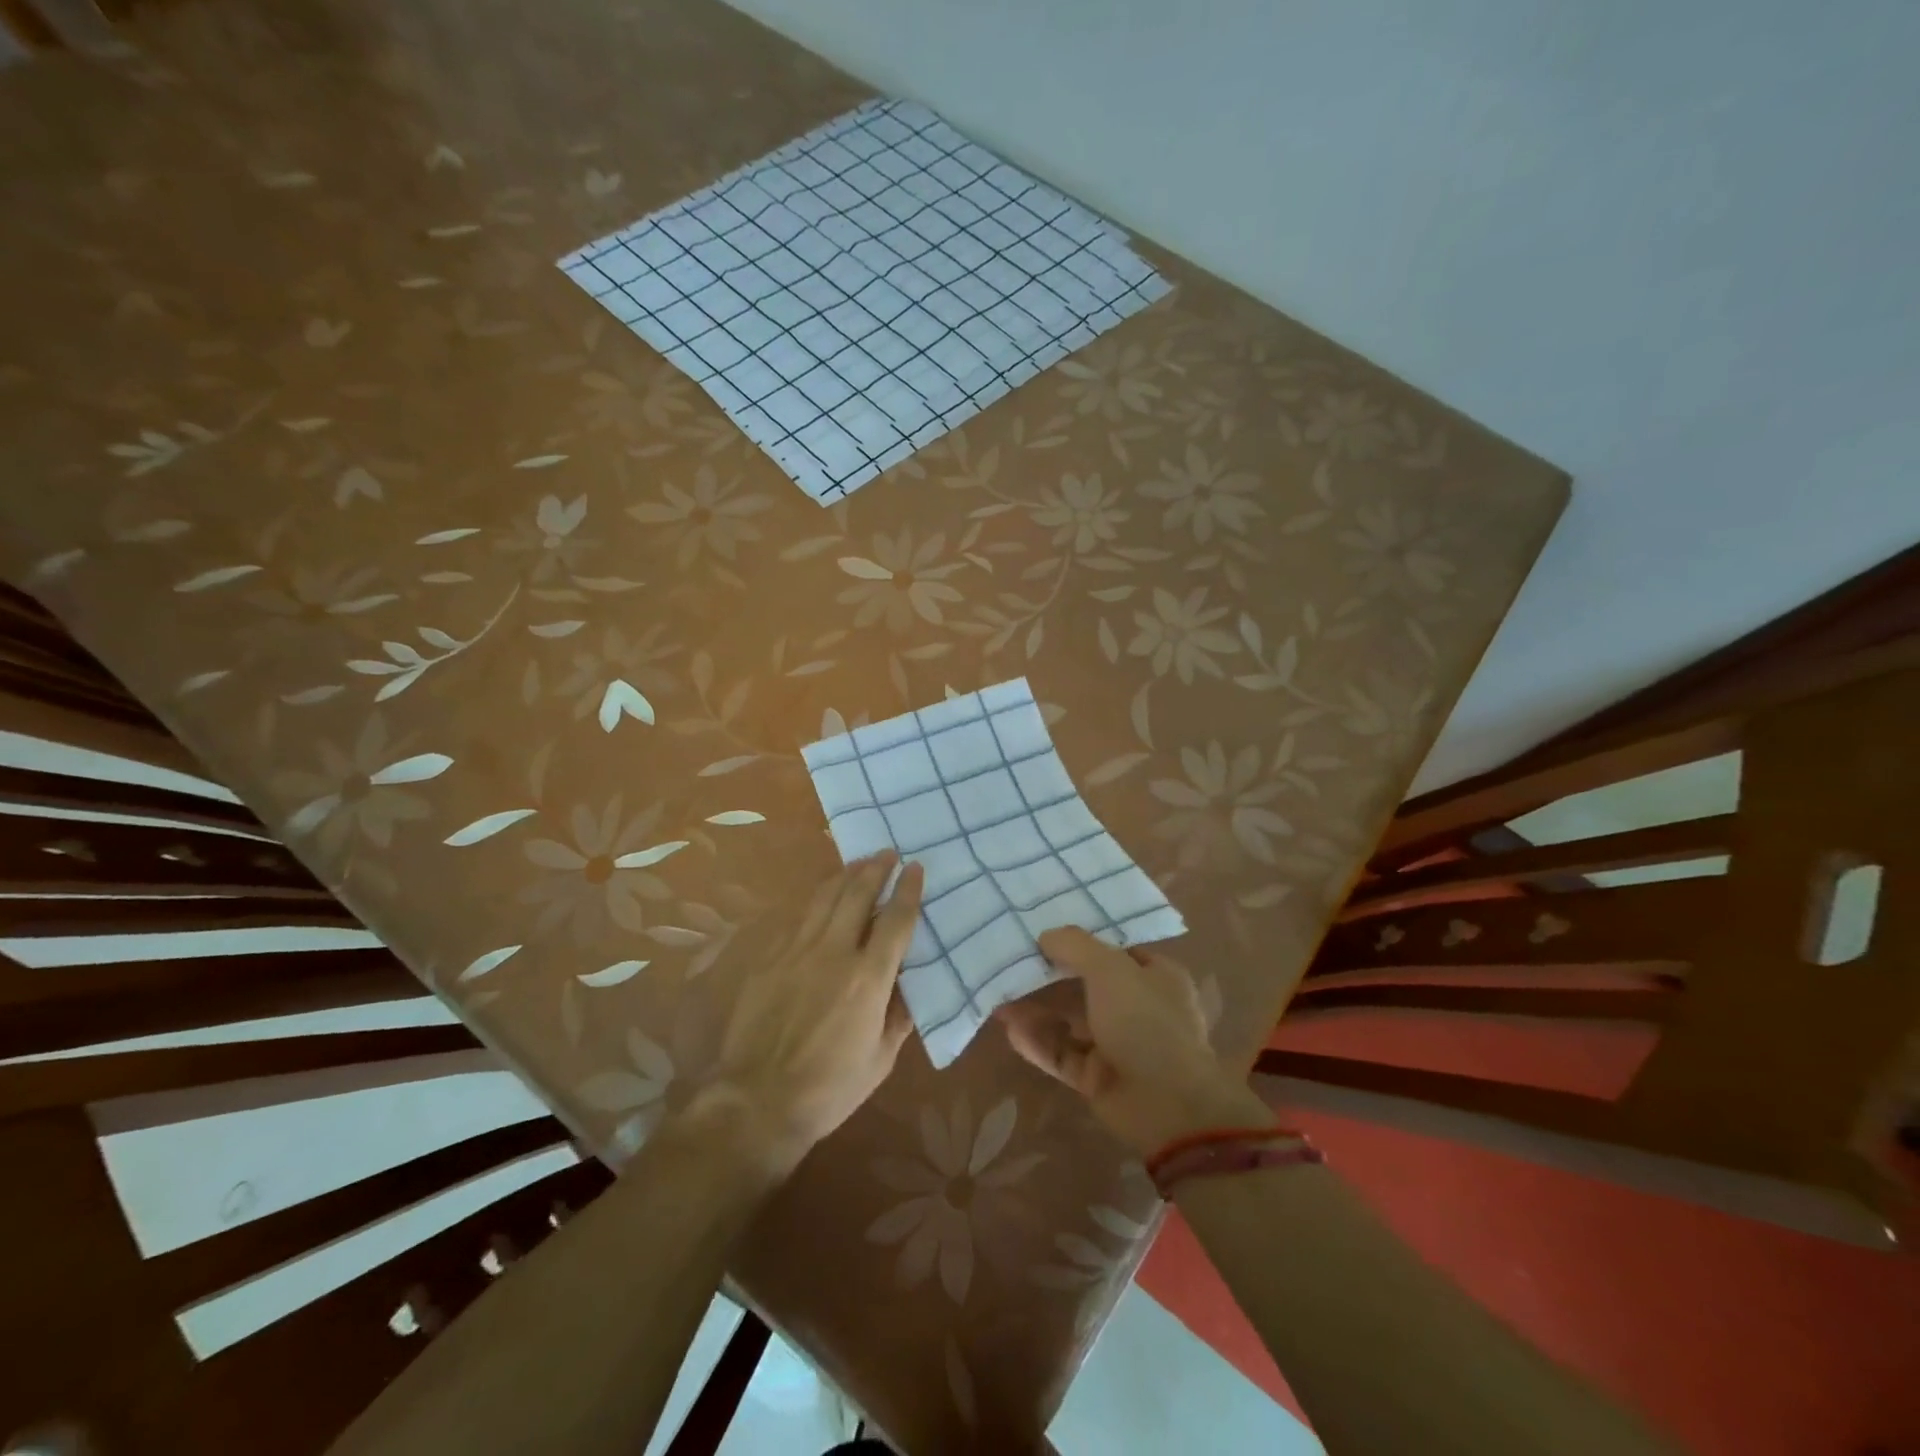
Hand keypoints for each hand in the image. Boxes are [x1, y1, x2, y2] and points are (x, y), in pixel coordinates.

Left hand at [693, 852, 922, 1178]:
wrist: (759, 1100)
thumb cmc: (830, 1087)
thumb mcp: (881, 1058)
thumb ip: (898, 1016)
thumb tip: (908, 985)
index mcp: (869, 978)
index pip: (895, 920)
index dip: (908, 890)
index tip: (915, 868)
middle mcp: (835, 952)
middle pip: (857, 895)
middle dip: (875, 869)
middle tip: (887, 852)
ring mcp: (797, 951)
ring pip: (825, 898)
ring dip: (845, 875)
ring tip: (858, 862)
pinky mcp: (770, 958)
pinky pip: (798, 918)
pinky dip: (816, 900)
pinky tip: (821, 896)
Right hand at [996, 926, 1268, 1155]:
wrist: (1168, 1106)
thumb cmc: (1145, 1022)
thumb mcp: (1110, 969)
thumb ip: (1076, 946)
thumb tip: (1046, 935)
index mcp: (1155, 977)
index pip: (1114, 951)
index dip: (1082, 942)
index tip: (1044, 933)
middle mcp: (1138, 1008)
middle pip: (1086, 986)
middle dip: (1049, 977)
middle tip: (1011, 965)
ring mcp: (1118, 1046)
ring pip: (1070, 1022)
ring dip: (1037, 1011)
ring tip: (1000, 999)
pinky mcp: (1098, 1078)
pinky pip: (1063, 1054)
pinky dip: (1039, 1043)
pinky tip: (1010, 1031)